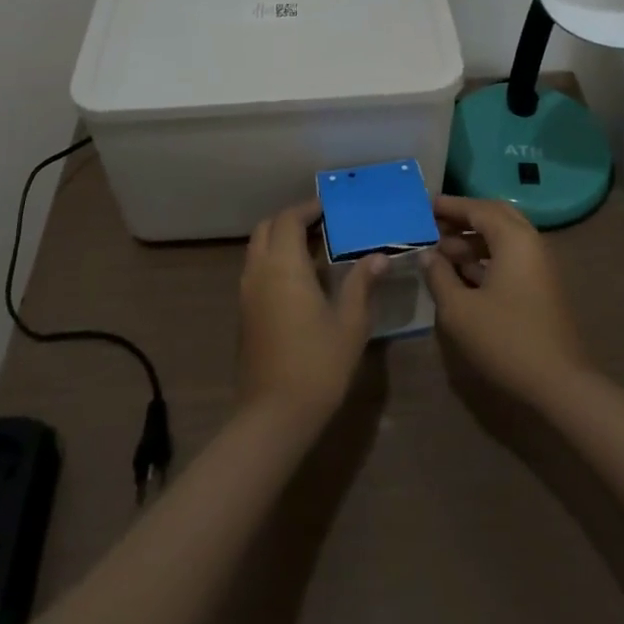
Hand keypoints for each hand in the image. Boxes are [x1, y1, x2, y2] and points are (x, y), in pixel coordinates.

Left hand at [237, 202, 386, 425]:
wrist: (273, 416)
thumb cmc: (318, 364)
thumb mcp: (350, 323)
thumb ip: (362, 284)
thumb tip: (379, 257)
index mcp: (283, 265)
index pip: (289, 219)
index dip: (308, 208)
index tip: (330, 208)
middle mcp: (259, 271)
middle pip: (267, 228)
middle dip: (291, 220)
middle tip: (321, 225)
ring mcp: (247, 293)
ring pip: (258, 249)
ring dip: (281, 240)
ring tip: (315, 250)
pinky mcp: (244, 314)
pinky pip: (256, 271)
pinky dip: (274, 262)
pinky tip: (302, 282)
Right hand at [423, 195, 590, 406]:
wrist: (559, 384)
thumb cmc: (505, 340)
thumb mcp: (459, 310)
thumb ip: (439, 276)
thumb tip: (427, 255)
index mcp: (514, 238)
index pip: (477, 208)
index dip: (449, 206)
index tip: (423, 206)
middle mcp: (530, 242)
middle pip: (494, 216)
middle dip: (463, 218)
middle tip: (434, 225)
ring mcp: (539, 265)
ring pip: (503, 238)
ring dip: (473, 240)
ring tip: (441, 253)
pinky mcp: (541, 286)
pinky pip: (510, 258)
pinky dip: (486, 258)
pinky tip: (462, 274)